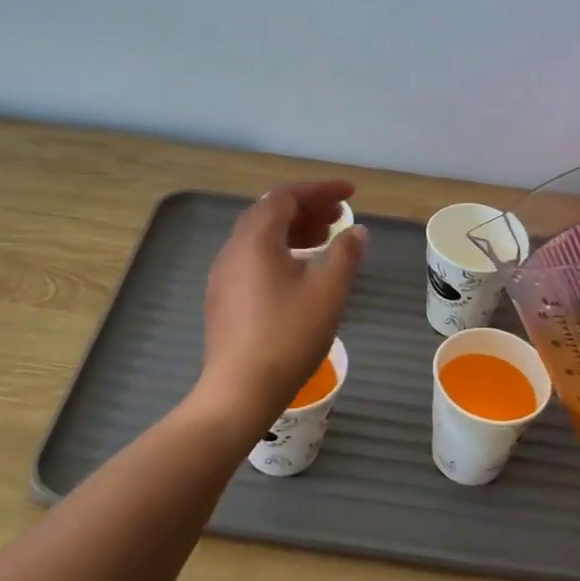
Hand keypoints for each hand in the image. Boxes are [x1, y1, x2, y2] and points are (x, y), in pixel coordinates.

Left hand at [194, 181, 365, 430]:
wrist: (239, 390)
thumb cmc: (288, 335)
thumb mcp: (328, 292)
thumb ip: (345, 255)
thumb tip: (356, 232)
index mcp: (255, 239)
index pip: (286, 196)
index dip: (320, 190)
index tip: (350, 194)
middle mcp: (233, 249)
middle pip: (270, 213)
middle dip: (307, 209)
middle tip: (339, 217)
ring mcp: (223, 275)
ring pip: (260, 238)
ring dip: (294, 231)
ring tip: (325, 241)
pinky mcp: (223, 299)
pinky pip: (253, 259)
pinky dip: (280, 252)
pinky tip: (300, 273)